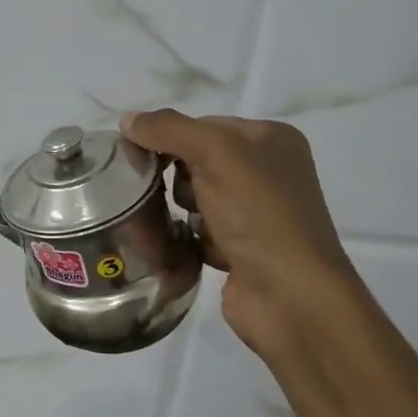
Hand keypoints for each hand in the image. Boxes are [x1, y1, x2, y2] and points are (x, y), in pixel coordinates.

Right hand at [123, 110, 359, 368]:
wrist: (289, 296)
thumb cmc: (258, 214)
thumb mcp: (216, 153)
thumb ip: (169, 129)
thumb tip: (127, 120)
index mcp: (271, 138)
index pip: (203, 124)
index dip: (170, 137)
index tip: (139, 156)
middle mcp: (266, 172)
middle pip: (195, 160)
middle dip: (175, 177)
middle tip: (166, 193)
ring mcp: (255, 213)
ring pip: (194, 197)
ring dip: (180, 209)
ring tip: (179, 225)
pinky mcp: (239, 248)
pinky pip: (197, 230)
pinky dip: (187, 237)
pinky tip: (185, 247)